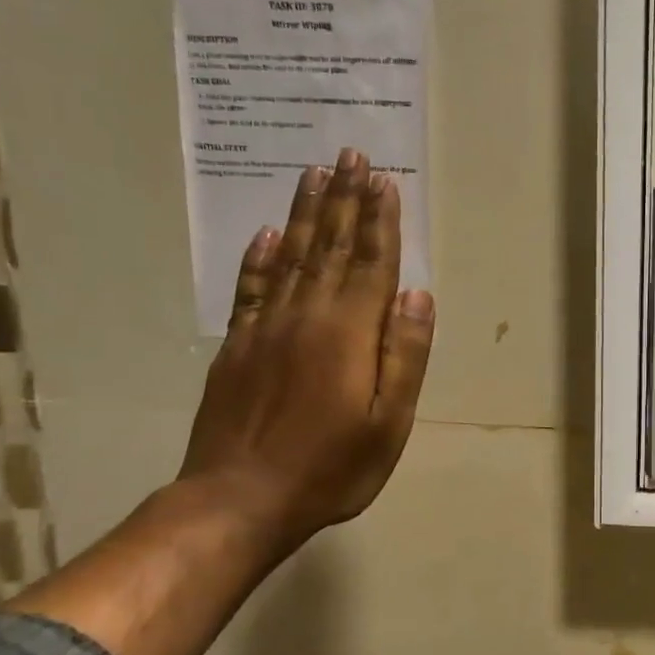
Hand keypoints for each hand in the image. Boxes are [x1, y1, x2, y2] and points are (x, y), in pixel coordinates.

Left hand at [178, 149, 435, 550]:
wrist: (239, 499)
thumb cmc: (331, 467)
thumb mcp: (389, 421)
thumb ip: (404, 355)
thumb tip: (417, 295)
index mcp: (348, 333)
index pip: (370, 264)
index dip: (380, 221)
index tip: (383, 180)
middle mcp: (306, 317)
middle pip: (330, 248)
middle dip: (344, 200)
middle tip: (350, 156)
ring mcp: (265, 329)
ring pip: (291, 257)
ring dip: (306, 214)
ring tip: (315, 174)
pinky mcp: (237, 346)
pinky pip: (251, 288)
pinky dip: (261, 257)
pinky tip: (270, 235)